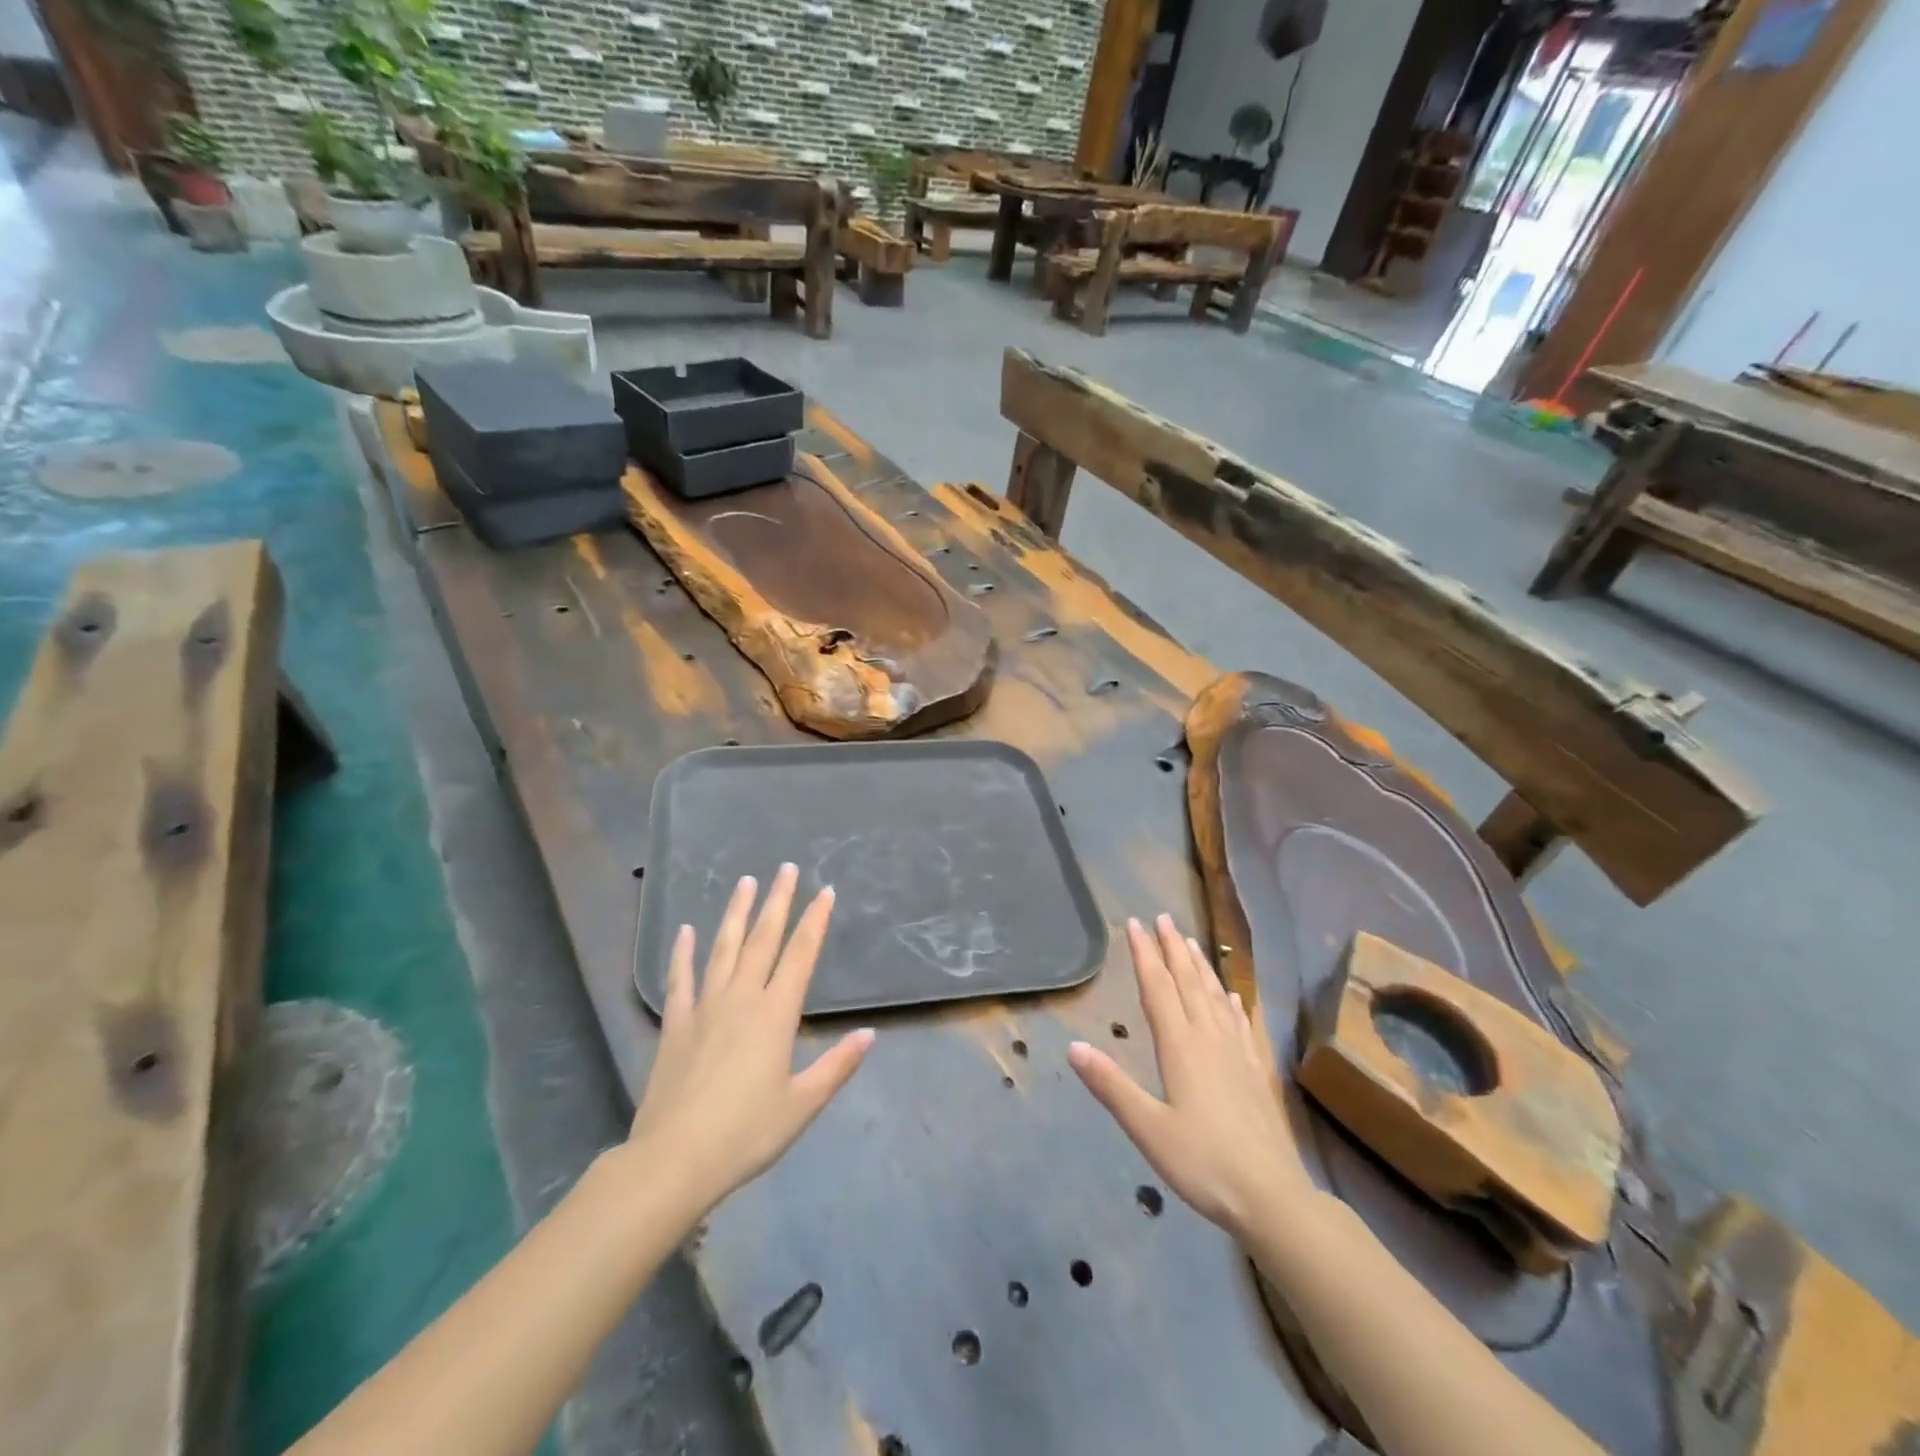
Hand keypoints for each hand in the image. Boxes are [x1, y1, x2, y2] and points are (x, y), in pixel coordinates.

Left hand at [625, 864, 873, 1217]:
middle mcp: (742, 998)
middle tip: (786, 868)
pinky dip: (683, 953)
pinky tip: (686, 931)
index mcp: (776, 1014)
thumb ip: (837, 1066)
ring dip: (736, 913)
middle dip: (777, 901)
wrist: (674, 1160)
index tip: (824, 891)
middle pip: (763, 939)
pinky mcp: (676, 1024)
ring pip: (724, 948)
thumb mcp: (803, 1104)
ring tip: (745, 882)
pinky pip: (681, 979)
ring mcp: (705, 1007)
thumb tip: (869, 1033)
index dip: (814, 920)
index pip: (801, 955)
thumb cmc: (746, 1133)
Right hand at [1069, 914, 1311, 1237]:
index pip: (1158, 988)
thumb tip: (1073, 1046)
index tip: (1135, 924)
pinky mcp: (1255, 1071)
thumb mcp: (1148, 1129)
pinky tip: (1233, 996)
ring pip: (1215, 996)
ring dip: (1201, 966)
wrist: (1273, 1198)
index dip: (1145, 954)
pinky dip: (1232, 1002)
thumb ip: (1111, 1086)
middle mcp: (1209, 1039)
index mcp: (1181, 1047)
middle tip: (1163, 917)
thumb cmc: (1204, 1164)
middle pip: (1188, 982)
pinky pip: (1240, 1024)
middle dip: (1173, 948)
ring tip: (1192, 942)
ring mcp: (1236, 1053)